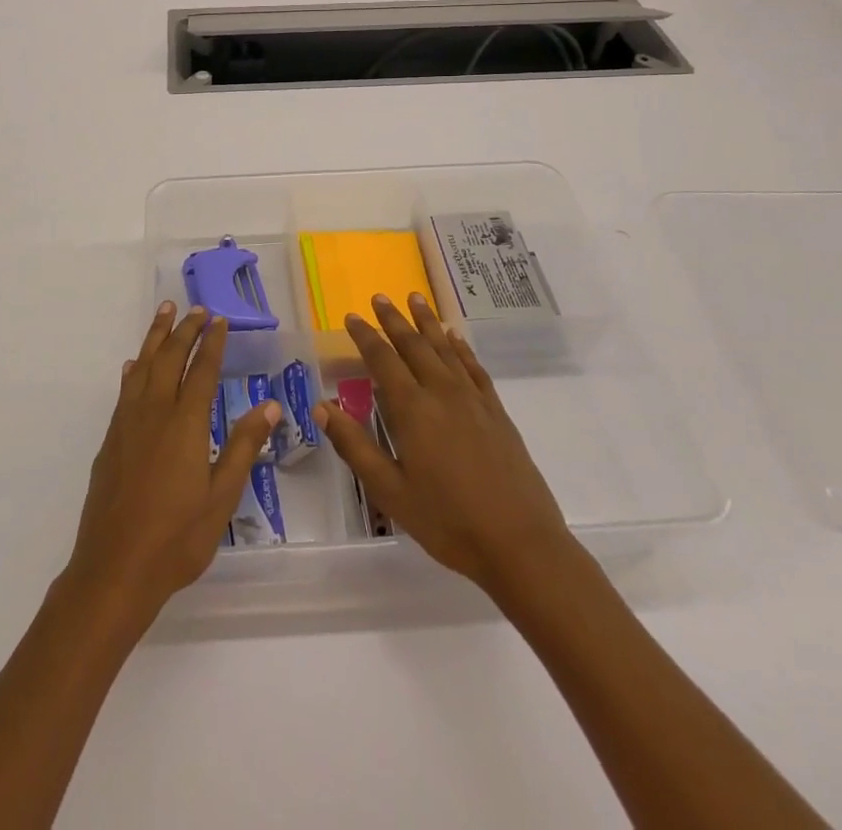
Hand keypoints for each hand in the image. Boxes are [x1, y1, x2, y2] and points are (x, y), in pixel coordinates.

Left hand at [65, 302, 280, 625]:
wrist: (114, 569)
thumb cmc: (177, 537)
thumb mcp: (222, 497)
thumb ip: (243, 446)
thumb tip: (269, 405)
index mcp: (185, 423)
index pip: (201, 370)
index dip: (212, 342)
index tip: (219, 319)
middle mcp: (154, 413)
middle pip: (169, 358)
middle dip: (184, 330)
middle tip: (195, 308)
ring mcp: (128, 424)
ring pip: (143, 366)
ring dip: (155, 337)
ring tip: (164, 313)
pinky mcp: (111, 440)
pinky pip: (125, 390)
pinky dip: (134, 370)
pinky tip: (135, 365)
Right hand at [315, 293, 571, 596]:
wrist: (520, 543)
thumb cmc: (447, 521)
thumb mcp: (390, 490)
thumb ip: (354, 446)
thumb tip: (321, 407)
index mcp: (412, 409)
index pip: (382, 360)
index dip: (365, 336)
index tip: (351, 317)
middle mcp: (442, 392)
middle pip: (414, 345)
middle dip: (394, 319)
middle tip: (379, 297)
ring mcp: (473, 399)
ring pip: (445, 348)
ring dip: (427, 321)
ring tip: (415, 298)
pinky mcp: (496, 411)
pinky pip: (474, 367)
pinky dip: (461, 347)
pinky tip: (455, 337)